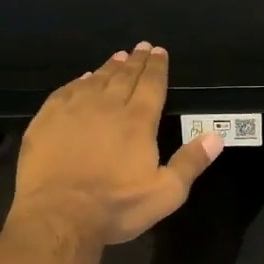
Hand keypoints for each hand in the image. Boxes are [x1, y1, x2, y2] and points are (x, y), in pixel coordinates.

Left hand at [8, 42, 223, 247]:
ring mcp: (74, 110)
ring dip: (109, 67)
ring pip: (96, 80)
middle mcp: (107, 106)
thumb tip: (216, 137)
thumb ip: (190, 162)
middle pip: (125, 77)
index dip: (157, 67)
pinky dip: (78, 81)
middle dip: (136, 61)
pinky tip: (83, 79)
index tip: (159, 52)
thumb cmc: (116, 207)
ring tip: (118, 57)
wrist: (58, 216)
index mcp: (138, 121)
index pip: (151, 85)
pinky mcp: (47, 120)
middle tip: (142, 47)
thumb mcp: (165, 193)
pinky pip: (66, 91)